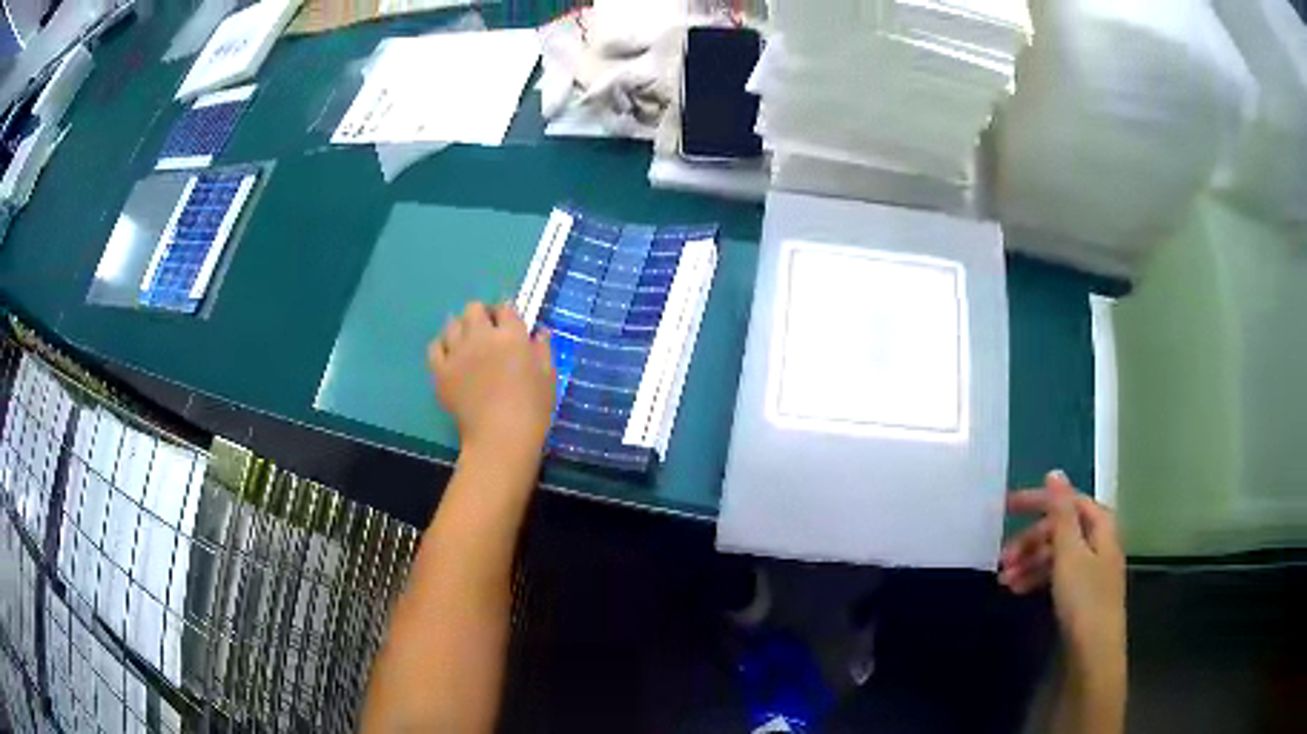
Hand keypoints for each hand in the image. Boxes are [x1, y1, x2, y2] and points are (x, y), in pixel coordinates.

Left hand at [428, 302, 555, 461]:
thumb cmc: (532, 409)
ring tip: (468, 343)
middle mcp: (481, 336)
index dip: (507, 313)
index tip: (509, 324)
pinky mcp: (441, 371)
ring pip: (452, 323)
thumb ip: (543, 349)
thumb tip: (539, 331)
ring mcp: (457, 352)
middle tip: (488, 332)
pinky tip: (450, 356)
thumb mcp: (549, 377)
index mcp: (511, 335)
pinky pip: (435, 347)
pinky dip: (442, 346)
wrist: (500, 438)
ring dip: (461, 328)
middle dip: (482, 315)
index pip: (506, 307)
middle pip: (474, 308)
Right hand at [1001, 471, 1125, 666]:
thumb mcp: (1069, 553)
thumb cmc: (1084, 599)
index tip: (1005, 507)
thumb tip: (1055, 473)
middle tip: (1002, 558)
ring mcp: (1091, 569)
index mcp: (1100, 526)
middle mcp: (1098, 542)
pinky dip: (1037, 578)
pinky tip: (1018, 590)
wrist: (1093, 653)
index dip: (1039, 500)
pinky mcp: (1081, 593)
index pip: (1069, 501)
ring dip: (1029, 563)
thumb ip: (1061, 513)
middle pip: (1061, 530)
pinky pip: (1056, 575)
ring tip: (1004, 581)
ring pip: (1056, 555)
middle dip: (1030, 541)